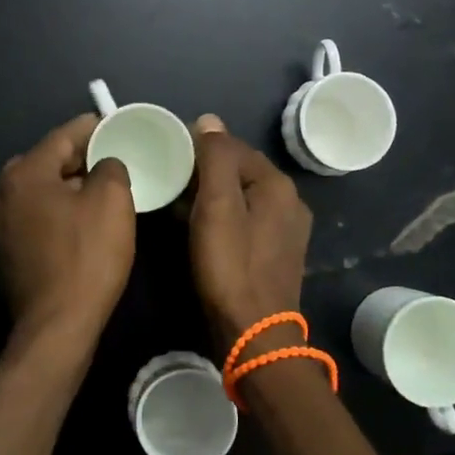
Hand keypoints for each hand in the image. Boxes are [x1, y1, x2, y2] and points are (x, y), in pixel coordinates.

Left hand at [0, 114, 135, 360]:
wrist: (57, 325)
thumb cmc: (87, 256)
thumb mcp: (112, 201)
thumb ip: (110, 167)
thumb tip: (104, 166)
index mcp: (24, 173)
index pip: (64, 135)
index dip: (95, 127)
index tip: (119, 126)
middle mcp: (4, 193)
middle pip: (49, 160)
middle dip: (82, 156)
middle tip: (116, 158)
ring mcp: (1, 224)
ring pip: (43, 189)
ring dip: (72, 185)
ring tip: (105, 188)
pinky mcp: (9, 250)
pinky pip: (38, 214)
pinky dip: (60, 209)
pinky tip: (84, 220)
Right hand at [186, 115, 312, 357]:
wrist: (254, 334)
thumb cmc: (231, 266)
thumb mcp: (217, 207)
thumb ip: (215, 159)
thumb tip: (209, 120)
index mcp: (277, 185)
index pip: (234, 146)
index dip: (200, 144)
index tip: (166, 149)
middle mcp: (288, 202)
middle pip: (239, 170)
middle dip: (204, 168)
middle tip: (166, 173)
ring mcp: (284, 230)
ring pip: (240, 196)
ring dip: (210, 193)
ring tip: (174, 196)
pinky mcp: (274, 253)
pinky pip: (243, 220)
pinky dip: (220, 215)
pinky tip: (196, 224)